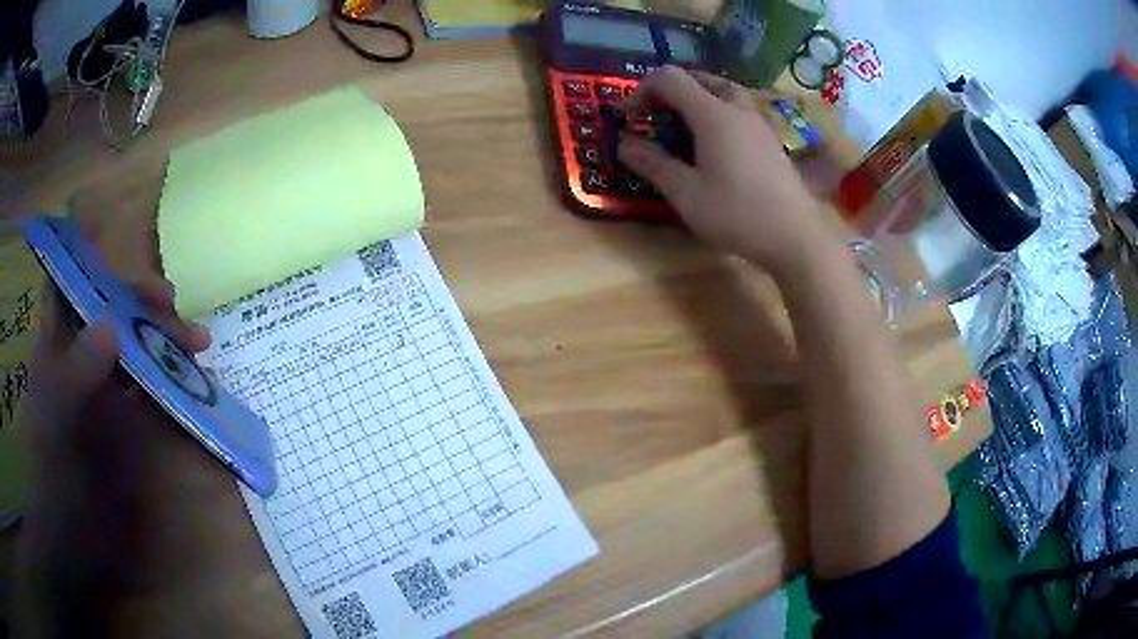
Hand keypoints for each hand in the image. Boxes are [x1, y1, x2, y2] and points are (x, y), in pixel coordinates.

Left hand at [13, 214, 284, 635]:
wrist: (73, 536)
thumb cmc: (52, 470)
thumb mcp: (55, 420)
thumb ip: (74, 375)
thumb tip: (110, 329)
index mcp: (59, 345)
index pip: (70, 284)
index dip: (86, 253)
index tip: (112, 232)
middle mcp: (83, 358)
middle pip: (111, 311)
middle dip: (140, 302)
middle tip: (172, 305)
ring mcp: (107, 392)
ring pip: (136, 349)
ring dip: (164, 341)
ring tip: (198, 346)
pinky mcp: (128, 425)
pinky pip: (152, 393)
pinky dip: (172, 383)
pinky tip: (193, 385)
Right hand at [619, 66, 835, 275]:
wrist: (795, 237)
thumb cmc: (738, 215)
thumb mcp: (686, 194)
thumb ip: (654, 164)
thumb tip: (625, 144)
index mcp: (713, 114)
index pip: (670, 78)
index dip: (641, 91)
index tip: (629, 118)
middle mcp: (737, 109)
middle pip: (699, 79)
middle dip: (669, 91)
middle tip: (655, 116)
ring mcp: (758, 123)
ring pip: (723, 91)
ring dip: (696, 98)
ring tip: (683, 125)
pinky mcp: (770, 139)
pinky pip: (739, 110)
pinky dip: (717, 112)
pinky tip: (714, 143)